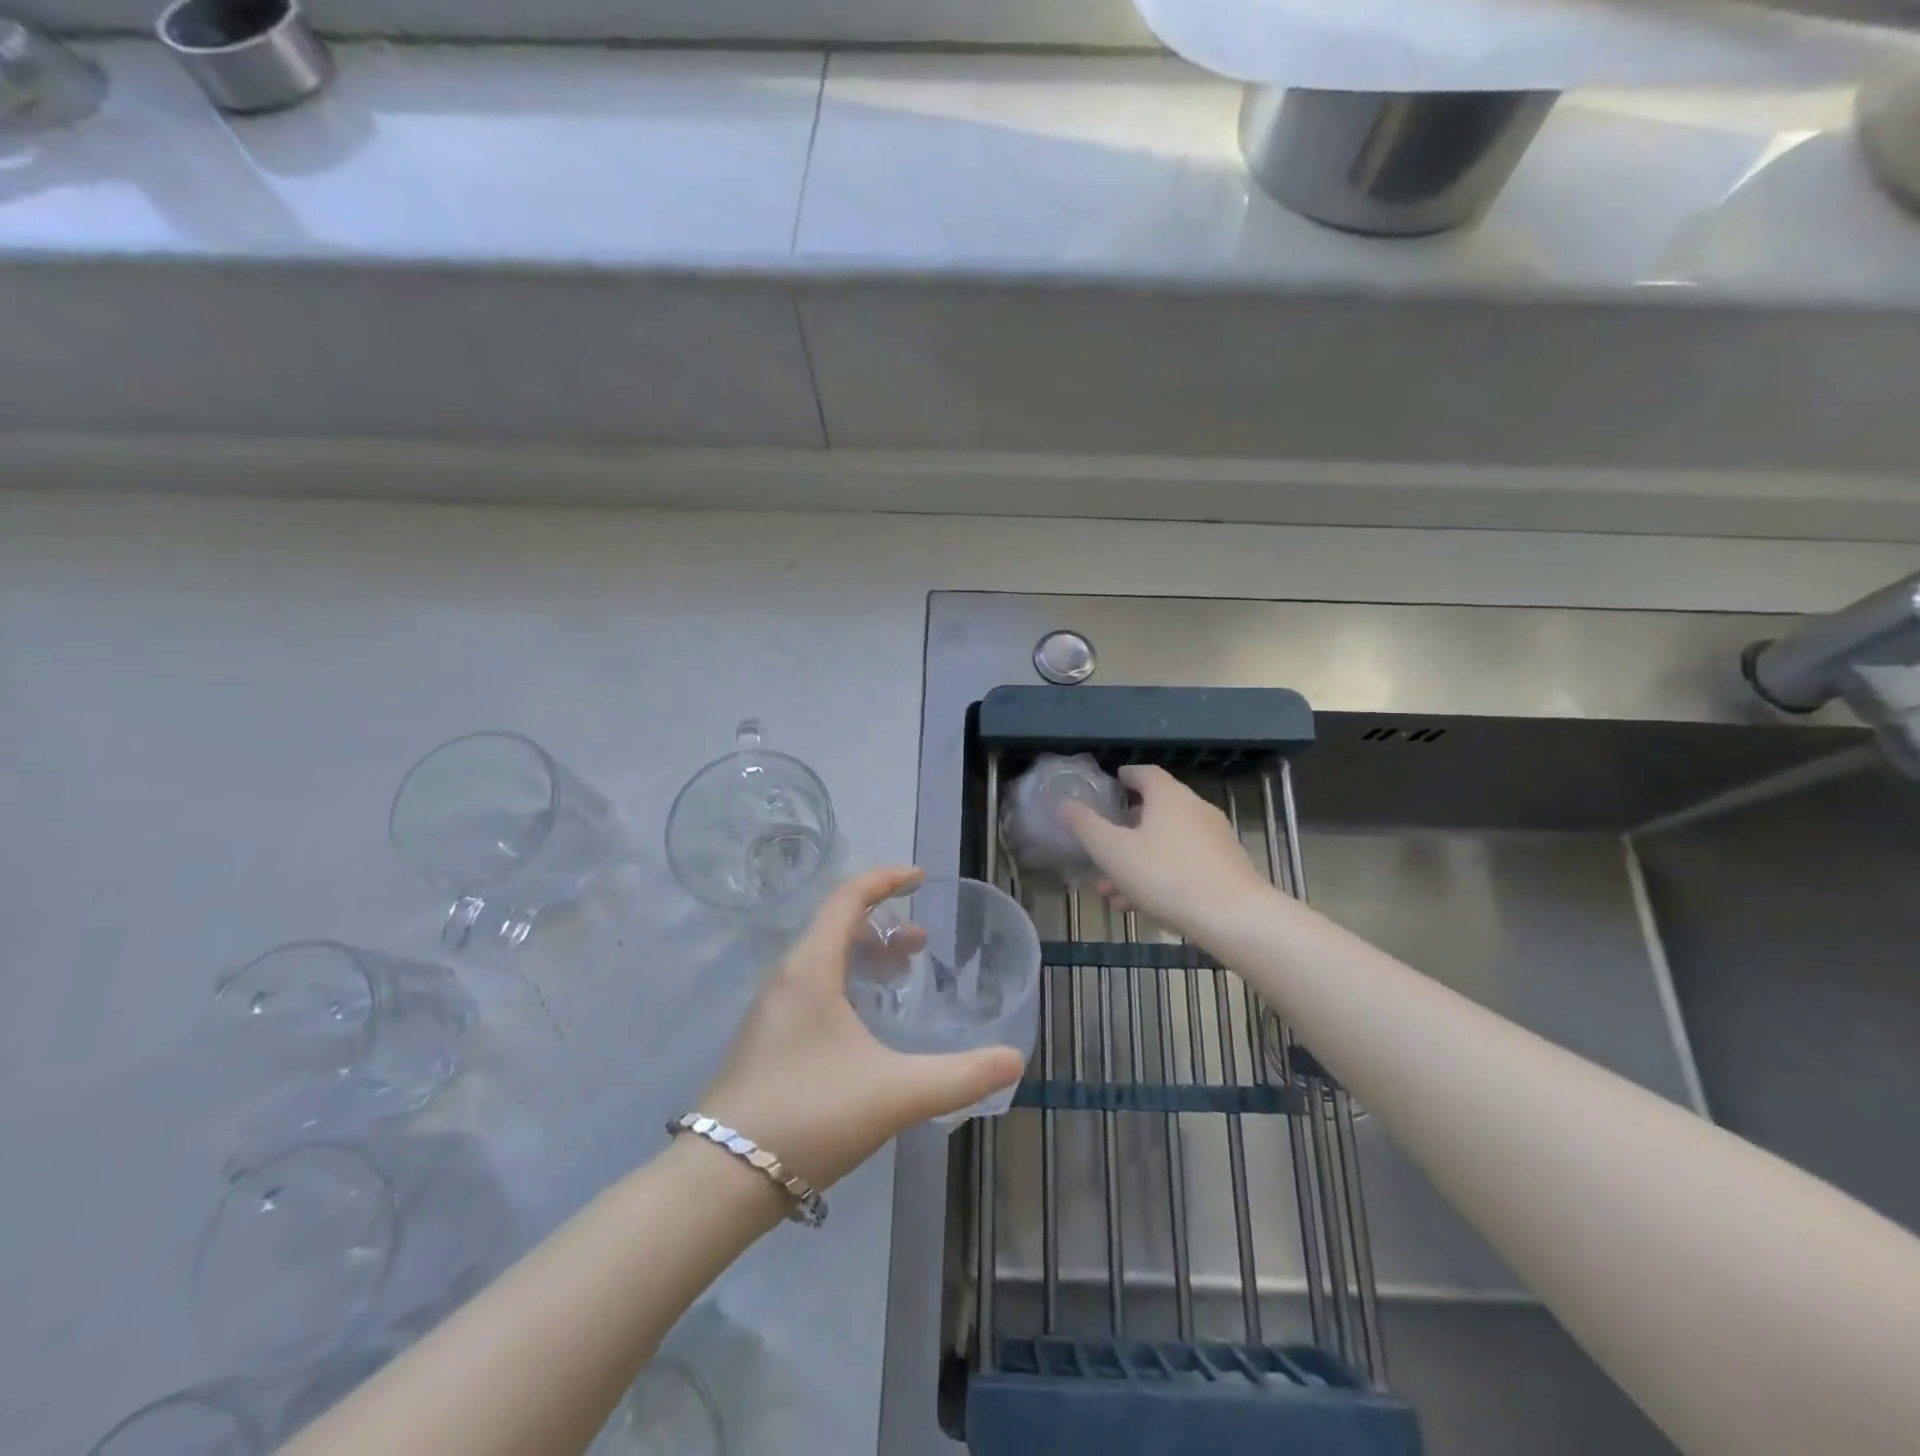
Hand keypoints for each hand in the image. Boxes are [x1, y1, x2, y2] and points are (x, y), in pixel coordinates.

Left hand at [698, 866, 1026, 1190]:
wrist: (722, 1180)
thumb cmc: (811, 1116)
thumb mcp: (895, 1094)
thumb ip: (960, 1077)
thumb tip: (1014, 1060)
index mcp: (811, 968)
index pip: (847, 897)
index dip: (885, 879)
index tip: (920, 878)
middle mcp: (787, 977)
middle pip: (836, 925)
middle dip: (883, 923)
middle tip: (922, 943)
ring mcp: (771, 1009)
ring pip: (823, 958)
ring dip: (864, 954)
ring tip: (901, 975)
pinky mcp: (766, 1039)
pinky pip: (812, 985)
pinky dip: (846, 981)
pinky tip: (866, 1023)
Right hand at [1061, 765, 1271, 938]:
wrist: (1235, 918)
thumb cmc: (1167, 876)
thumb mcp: (1113, 852)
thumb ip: (1086, 826)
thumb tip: (1066, 804)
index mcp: (1168, 796)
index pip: (1144, 773)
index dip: (1123, 778)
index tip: (1108, 787)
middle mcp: (1194, 809)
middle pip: (1154, 810)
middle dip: (1123, 830)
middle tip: (1101, 847)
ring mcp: (1214, 838)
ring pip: (1165, 842)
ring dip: (1136, 860)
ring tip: (1111, 891)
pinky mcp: (1225, 867)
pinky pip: (1183, 863)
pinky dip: (1159, 874)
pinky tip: (1140, 905)